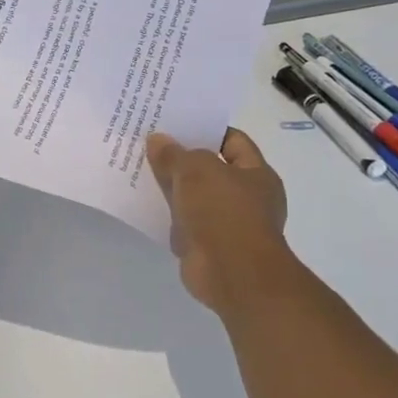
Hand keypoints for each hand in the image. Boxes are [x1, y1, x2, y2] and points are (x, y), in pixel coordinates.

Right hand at [147, 128, 295, 312]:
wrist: (232, 274)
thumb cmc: (223, 213)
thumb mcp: (195, 171)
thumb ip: (174, 154)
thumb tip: (157, 140)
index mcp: (257, 173)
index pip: (233, 141)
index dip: (206, 130)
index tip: (175, 124)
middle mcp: (247, 197)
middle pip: (211, 169)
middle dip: (183, 159)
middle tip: (150, 144)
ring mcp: (228, 224)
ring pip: (195, 197)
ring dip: (172, 188)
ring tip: (140, 171)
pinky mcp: (208, 246)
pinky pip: (184, 223)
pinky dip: (167, 216)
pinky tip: (144, 205)